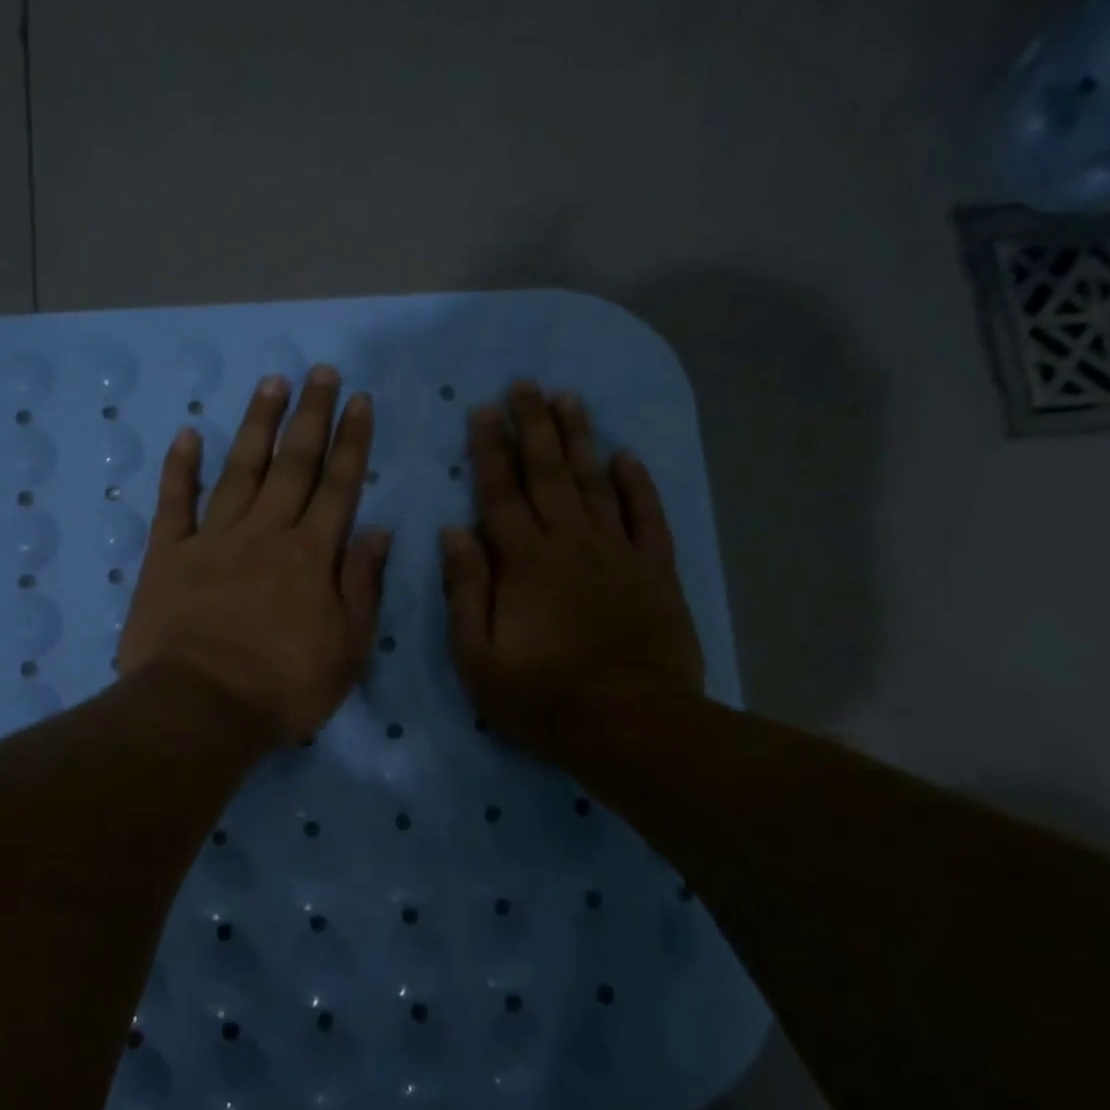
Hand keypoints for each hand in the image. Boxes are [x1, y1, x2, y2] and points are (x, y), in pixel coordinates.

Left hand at [118, 365, 390, 742]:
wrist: (202, 707)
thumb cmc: (283, 688)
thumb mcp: (347, 649)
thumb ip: (362, 586)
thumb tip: (378, 532)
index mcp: (312, 556)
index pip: (339, 487)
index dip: (352, 442)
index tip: (359, 401)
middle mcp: (266, 533)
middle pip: (293, 465)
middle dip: (311, 416)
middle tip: (320, 372)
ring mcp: (214, 539)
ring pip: (241, 470)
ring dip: (257, 425)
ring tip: (271, 383)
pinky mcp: (169, 555)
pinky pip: (175, 502)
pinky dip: (181, 467)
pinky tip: (189, 433)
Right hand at [442, 382, 704, 764]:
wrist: (632, 725)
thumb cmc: (543, 697)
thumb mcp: (478, 656)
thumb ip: (465, 590)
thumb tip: (455, 532)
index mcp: (523, 562)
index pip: (500, 493)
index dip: (489, 450)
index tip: (483, 410)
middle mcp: (570, 543)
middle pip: (549, 473)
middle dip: (533, 425)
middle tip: (525, 383)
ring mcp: (617, 553)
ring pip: (596, 482)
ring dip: (580, 438)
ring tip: (568, 399)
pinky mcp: (655, 570)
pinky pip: (647, 516)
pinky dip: (638, 483)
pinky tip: (628, 455)